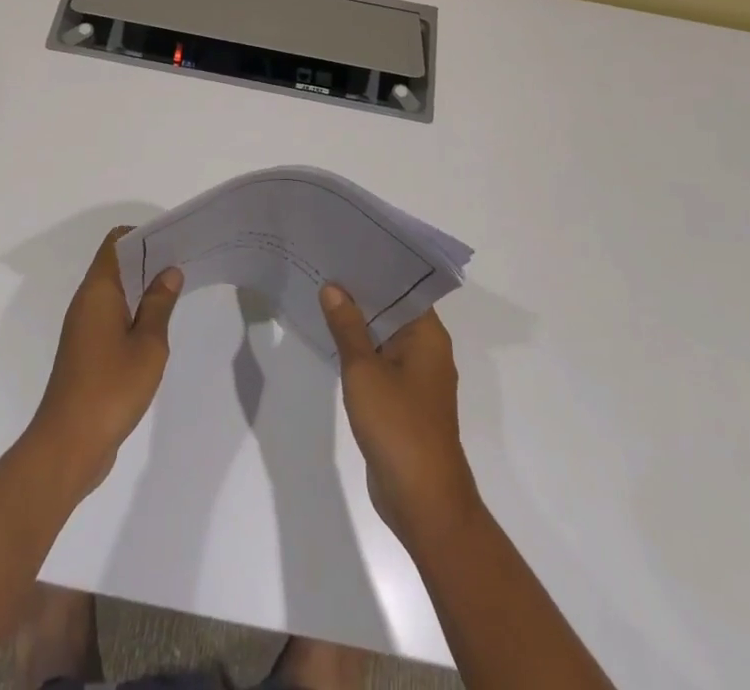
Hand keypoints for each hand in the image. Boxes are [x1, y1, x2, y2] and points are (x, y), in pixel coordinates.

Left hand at [27, 228, 182, 496]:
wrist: (68, 445)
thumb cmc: (111, 388)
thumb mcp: (148, 344)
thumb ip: (159, 304)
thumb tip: (169, 271)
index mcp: (98, 291)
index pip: (116, 242)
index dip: (143, 235)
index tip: (173, 241)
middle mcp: (86, 302)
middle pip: (116, 264)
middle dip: (148, 260)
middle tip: (184, 263)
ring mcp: (83, 328)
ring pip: (115, 292)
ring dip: (142, 288)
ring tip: (177, 291)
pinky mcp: (86, 352)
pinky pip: (112, 316)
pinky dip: (133, 312)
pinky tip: (157, 326)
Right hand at [320, 285, 481, 548]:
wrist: (423, 501)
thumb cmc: (398, 426)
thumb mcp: (364, 370)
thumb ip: (347, 327)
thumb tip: (333, 287)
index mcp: (428, 336)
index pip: (403, 287)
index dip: (375, 268)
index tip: (346, 249)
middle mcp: (427, 351)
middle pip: (393, 310)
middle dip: (361, 293)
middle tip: (325, 266)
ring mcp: (416, 378)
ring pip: (385, 337)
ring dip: (358, 323)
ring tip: (321, 295)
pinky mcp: (404, 401)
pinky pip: (381, 363)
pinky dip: (360, 351)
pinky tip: (332, 341)